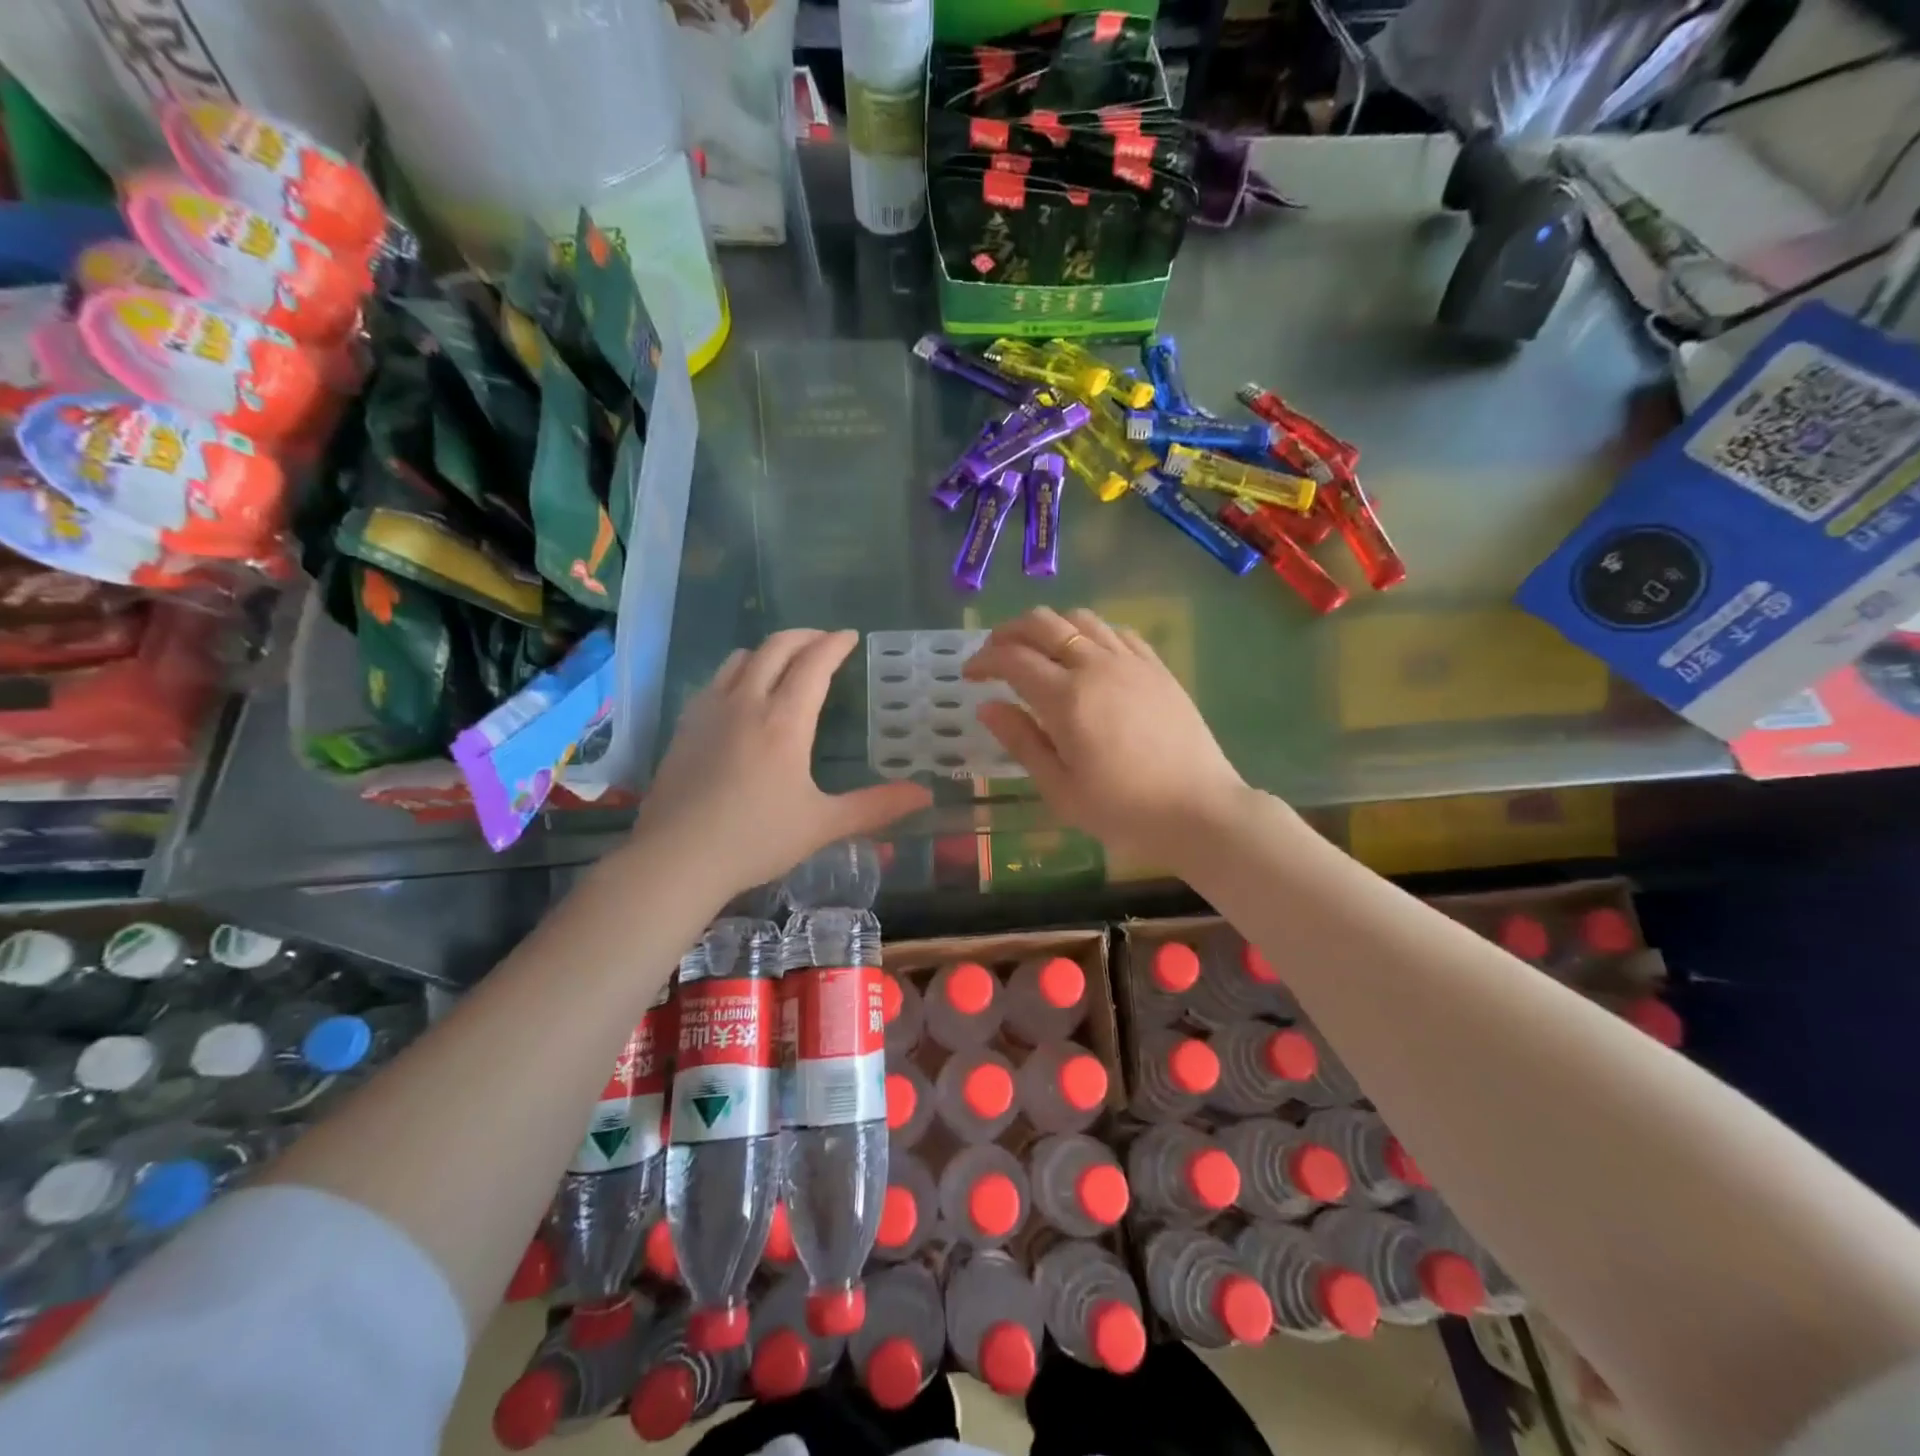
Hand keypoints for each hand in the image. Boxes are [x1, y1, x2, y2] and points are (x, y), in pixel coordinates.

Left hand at [632, 630, 931, 899]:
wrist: (676, 858)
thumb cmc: (756, 839)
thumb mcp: (823, 825)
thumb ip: (876, 806)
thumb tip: (924, 796)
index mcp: (784, 721)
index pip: (813, 664)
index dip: (834, 644)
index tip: (850, 636)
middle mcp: (746, 702)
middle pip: (775, 648)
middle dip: (804, 636)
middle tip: (824, 640)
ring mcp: (710, 711)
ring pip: (741, 658)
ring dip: (769, 650)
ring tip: (785, 661)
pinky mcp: (685, 726)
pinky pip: (716, 680)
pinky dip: (739, 671)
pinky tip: (741, 695)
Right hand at [963, 607, 1253, 867]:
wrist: (1199, 810)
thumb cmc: (1123, 809)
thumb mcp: (1060, 788)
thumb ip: (1021, 741)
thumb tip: (988, 707)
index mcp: (1066, 698)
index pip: (1012, 658)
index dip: (984, 660)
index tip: (970, 675)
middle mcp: (1096, 666)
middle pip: (1043, 623)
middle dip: (1009, 632)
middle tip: (995, 655)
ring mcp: (1131, 662)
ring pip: (1080, 618)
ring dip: (1049, 626)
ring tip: (1038, 651)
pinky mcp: (1157, 667)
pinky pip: (1117, 631)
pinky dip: (1090, 632)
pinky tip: (1086, 654)